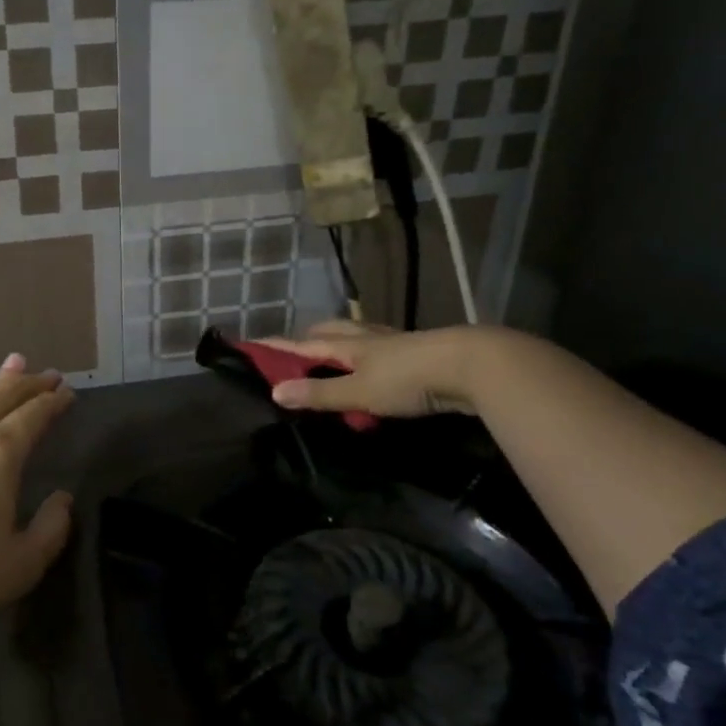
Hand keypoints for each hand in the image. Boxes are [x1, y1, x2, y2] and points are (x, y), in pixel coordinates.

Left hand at [0, 354, 74, 641]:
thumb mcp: (20, 566)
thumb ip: (51, 530)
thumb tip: (63, 498)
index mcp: (2, 454)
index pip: (35, 416)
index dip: (54, 403)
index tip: (67, 392)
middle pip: (5, 396)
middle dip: (30, 383)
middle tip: (48, 373)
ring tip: (12, 364)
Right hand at [261, 321, 492, 418]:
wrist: (472, 366)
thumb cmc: (409, 379)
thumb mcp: (359, 392)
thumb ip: (319, 394)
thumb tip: (274, 392)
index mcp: (348, 344)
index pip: (302, 344)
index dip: (278, 346)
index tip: (253, 343)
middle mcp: (368, 338)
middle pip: (332, 331)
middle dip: (310, 338)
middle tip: (297, 350)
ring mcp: (396, 344)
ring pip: (359, 338)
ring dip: (341, 344)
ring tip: (334, 355)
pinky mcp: (419, 354)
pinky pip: (383, 351)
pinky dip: (369, 358)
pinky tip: (377, 368)